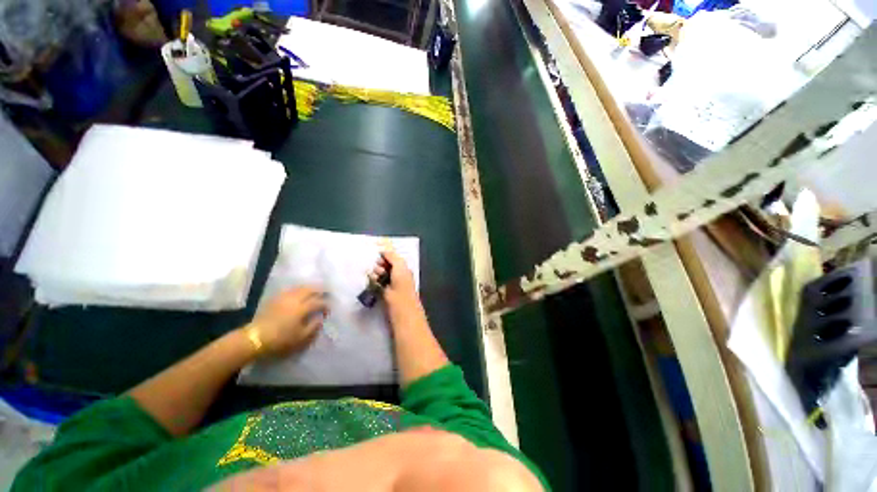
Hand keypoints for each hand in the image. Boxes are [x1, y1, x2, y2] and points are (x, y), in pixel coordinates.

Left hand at [248, 287, 328, 356]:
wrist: (254, 338)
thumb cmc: (280, 340)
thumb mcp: (300, 338)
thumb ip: (313, 327)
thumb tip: (320, 318)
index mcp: (302, 308)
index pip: (319, 302)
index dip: (326, 304)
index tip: (329, 310)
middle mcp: (295, 299)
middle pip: (311, 289)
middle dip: (321, 290)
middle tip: (327, 293)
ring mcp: (284, 297)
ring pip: (300, 287)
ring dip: (310, 288)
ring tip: (315, 291)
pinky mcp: (275, 298)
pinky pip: (291, 289)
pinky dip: (299, 289)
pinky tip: (300, 293)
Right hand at [370, 250, 417, 306]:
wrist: (401, 307)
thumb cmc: (402, 285)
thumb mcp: (400, 266)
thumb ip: (392, 256)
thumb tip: (384, 250)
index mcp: (403, 267)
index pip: (392, 258)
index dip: (385, 256)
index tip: (378, 256)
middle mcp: (397, 274)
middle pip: (384, 265)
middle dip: (379, 264)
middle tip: (379, 269)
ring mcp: (389, 283)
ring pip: (379, 273)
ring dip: (375, 273)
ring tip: (376, 277)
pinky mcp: (382, 292)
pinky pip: (375, 282)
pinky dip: (373, 280)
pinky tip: (372, 281)